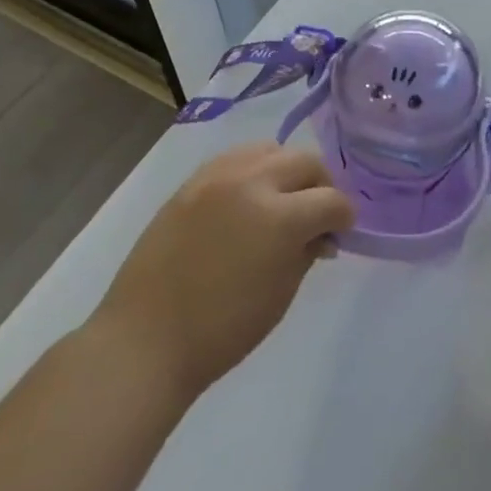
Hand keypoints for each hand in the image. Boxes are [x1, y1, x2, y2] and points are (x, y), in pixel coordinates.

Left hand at [92, 143, 355, 400]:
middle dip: (321, 185)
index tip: (342, 232)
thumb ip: (308, 252)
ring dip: (286, 171)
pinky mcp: (190, 183)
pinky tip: (249, 198)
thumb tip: (322, 234)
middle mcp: (250, 183)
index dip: (345, 217)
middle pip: (305, 161)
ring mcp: (216, 178)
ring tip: (282, 200)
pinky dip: (253, 171)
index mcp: (279, 217)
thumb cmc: (222, 330)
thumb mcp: (281, 293)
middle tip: (317, 215)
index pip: (332, 200)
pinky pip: (235, 159)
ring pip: (270, 150)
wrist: (146, 341)